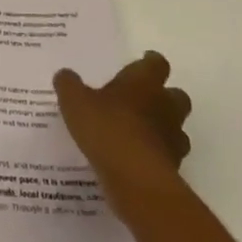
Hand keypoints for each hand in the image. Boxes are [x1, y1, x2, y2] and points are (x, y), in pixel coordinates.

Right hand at [54, 51, 192, 225]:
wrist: (136, 179)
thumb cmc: (107, 128)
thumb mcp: (75, 102)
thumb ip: (69, 85)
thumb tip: (65, 74)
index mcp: (144, 82)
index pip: (156, 64)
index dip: (150, 62)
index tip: (142, 62)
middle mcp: (165, 106)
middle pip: (176, 95)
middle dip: (163, 97)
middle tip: (140, 101)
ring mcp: (173, 138)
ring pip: (176, 127)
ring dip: (162, 128)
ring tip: (138, 134)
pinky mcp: (174, 168)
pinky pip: (167, 156)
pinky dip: (156, 155)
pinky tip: (135, 161)